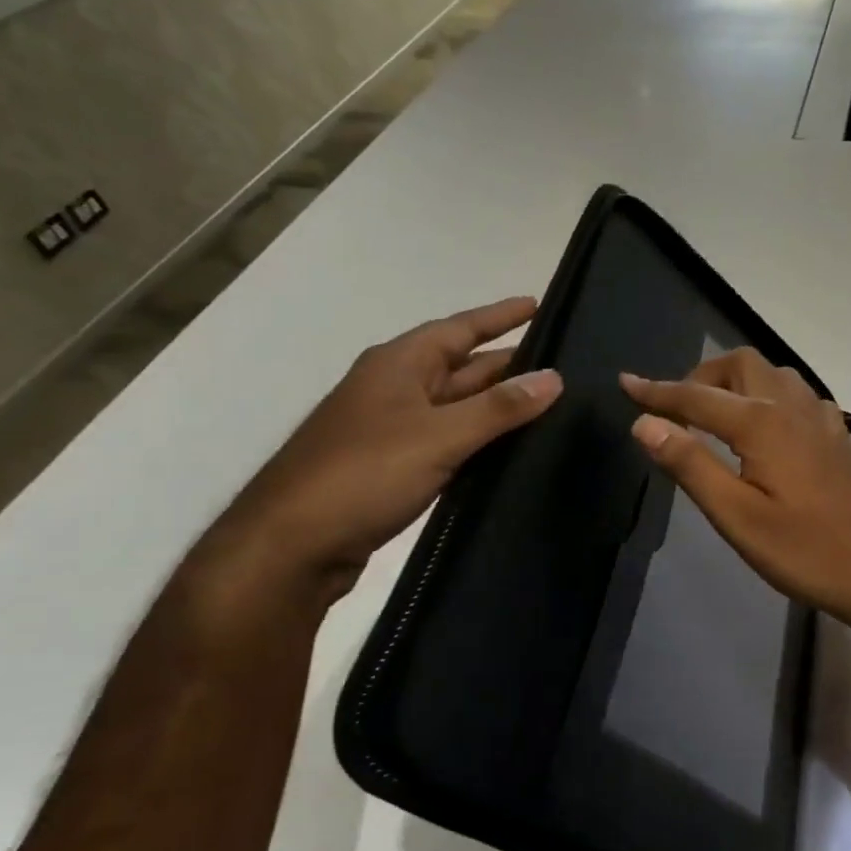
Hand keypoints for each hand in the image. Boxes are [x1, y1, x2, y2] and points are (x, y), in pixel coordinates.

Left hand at [200, 297, 561, 596]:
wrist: (291, 546)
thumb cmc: (363, 474)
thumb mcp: (439, 435)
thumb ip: (499, 408)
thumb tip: (554, 378)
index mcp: (399, 365)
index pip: (460, 328)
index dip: (499, 316)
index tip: (538, 304)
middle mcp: (394, 389)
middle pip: (461, 367)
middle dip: (507, 364)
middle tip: (560, 366)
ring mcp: (391, 430)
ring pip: (456, 407)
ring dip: (495, 406)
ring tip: (546, 405)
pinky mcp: (392, 468)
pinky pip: (447, 441)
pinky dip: (478, 441)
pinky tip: (508, 450)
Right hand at [620, 349, 850, 635]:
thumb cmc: (808, 552)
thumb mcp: (738, 517)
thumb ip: (691, 465)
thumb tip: (645, 423)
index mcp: (761, 424)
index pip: (696, 397)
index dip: (657, 391)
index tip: (625, 382)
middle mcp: (791, 407)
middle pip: (740, 365)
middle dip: (702, 376)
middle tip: (678, 410)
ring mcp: (821, 418)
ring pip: (773, 374)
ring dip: (738, 381)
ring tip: (716, 415)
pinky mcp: (838, 435)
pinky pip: (798, 395)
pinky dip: (770, 396)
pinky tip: (768, 428)